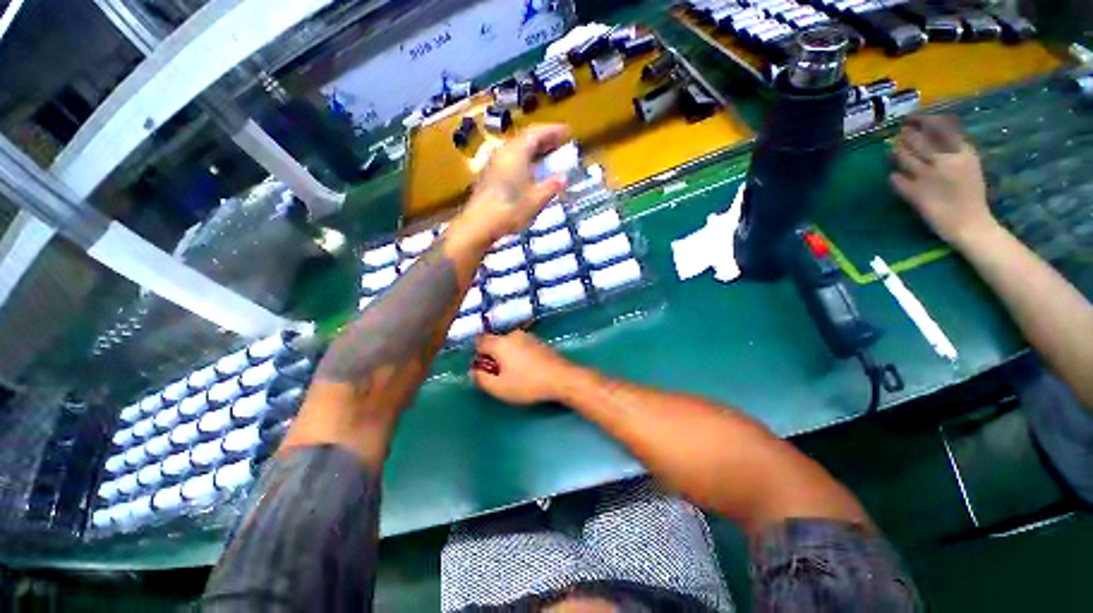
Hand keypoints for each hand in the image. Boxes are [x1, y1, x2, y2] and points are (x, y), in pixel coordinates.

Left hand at [458, 124, 570, 242]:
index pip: (536, 133)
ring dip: (533, 150)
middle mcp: (503, 152)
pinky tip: (529, 172)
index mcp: (516, 152)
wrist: (479, 224)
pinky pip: (510, 160)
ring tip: (546, 157)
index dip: (553, 130)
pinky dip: (524, 160)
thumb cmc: (510, 209)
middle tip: (559, 143)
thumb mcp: (536, 199)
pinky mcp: (489, 176)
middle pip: (525, 138)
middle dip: (544, 139)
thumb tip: (564, 178)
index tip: (567, 131)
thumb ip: (551, 186)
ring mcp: (494, 163)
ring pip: (516, 149)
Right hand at [471, 331, 576, 404]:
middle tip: (500, 374)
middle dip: (493, 356)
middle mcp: (513, 334)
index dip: (478, 355)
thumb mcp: (499, 388)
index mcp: (500, 343)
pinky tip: (529, 369)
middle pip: (495, 342)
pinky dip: (520, 355)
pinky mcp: (540, 341)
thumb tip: (474, 371)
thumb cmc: (527, 384)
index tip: (485, 369)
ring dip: (507, 355)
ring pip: (509, 344)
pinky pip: (522, 345)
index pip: (480, 341)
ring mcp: (529, 336)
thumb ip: (481, 379)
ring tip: (516, 373)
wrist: (561, 378)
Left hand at [890, 115, 999, 249]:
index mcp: (963, 152)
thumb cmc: (970, 195)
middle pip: (915, 139)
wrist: (970, 224)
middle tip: (897, 137)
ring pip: (902, 156)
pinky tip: (896, 178)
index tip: (910, 120)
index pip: (939, 127)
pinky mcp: (915, 194)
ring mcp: (929, 177)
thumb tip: (933, 134)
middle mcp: (945, 160)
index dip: (921, 121)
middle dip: (903, 136)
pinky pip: (895, 179)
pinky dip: (893, 177)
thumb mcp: (970, 164)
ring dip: (894, 154)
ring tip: (892, 154)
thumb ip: (954, 149)